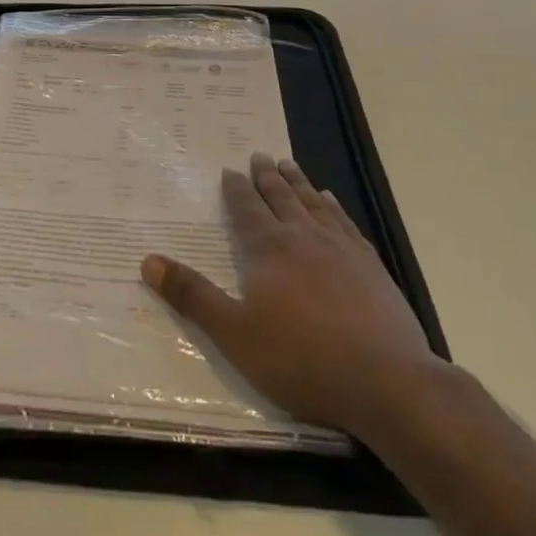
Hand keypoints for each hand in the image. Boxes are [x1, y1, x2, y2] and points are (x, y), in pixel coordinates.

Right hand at [141, 153, 442, 439]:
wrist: (386, 380)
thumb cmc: (302, 360)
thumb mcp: (234, 334)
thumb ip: (192, 296)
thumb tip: (148, 261)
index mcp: (269, 249)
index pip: (247, 209)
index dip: (236, 189)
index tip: (230, 169)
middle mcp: (304, 237)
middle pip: (281, 197)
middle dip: (266, 176)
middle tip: (260, 154)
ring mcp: (342, 248)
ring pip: (313, 203)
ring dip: (298, 182)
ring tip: (289, 164)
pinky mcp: (371, 265)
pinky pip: (345, 222)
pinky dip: (333, 206)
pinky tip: (331, 201)